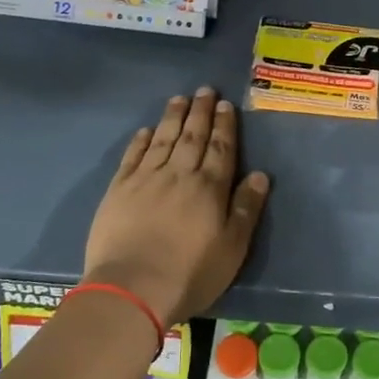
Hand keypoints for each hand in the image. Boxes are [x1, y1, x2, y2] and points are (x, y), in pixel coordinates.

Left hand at [83, 87, 270, 327]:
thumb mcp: (232, 248)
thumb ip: (246, 209)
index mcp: (209, 188)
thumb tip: (259, 175)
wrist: (132, 288)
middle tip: (204, 90)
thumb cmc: (190, 273)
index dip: (225, 126)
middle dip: (200, 112)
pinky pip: (132, 156)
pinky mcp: (119, 190)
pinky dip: (141, 140)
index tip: (225, 105)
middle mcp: (179, 175)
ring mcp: (146, 179)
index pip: (221, 148)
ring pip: (162, 139)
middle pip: (192, 137)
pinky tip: (146, 130)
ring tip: (179, 99)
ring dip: (172, 117)